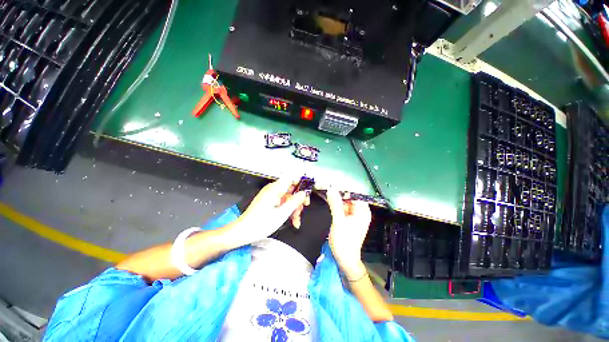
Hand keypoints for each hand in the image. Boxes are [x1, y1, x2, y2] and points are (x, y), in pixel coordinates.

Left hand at [228, 178, 309, 246]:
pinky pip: (282, 203)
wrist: (242, 232)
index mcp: (275, 189)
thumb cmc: (261, 223)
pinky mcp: (269, 202)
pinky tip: (292, 221)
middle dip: (298, 200)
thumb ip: (294, 202)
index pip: (292, 178)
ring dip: (294, 208)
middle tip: (302, 211)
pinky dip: (288, 210)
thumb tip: (304, 193)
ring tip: (296, 221)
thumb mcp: (281, 214)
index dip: (301, 184)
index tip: (307, 194)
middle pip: (291, 189)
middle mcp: (273, 189)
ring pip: (288, 198)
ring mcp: (271, 196)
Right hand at [326, 189, 371, 278]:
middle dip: (339, 192)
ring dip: (337, 198)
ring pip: (345, 202)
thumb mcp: (338, 221)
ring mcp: (355, 215)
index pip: (354, 194)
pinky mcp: (349, 219)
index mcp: (363, 211)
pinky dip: (337, 204)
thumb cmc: (344, 241)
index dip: (343, 188)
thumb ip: (335, 204)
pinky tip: (329, 200)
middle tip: (327, 187)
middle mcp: (361, 212)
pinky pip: (343, 208)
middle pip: (350, 197)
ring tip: (327, 191)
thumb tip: (331, 189)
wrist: (345, 259)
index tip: (331, 184)